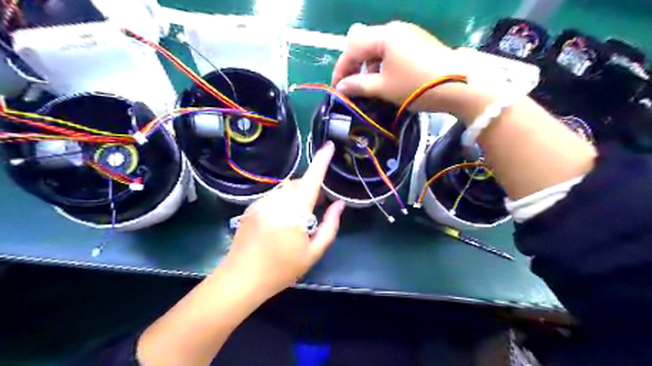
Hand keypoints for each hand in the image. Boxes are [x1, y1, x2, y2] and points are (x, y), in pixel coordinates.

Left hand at [222, 142, 346, 298]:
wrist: (241, 279)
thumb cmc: (281, 270)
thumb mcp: (313, 253)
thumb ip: (330, 226)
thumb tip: (339, 204)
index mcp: (294, 213)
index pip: (311, 181)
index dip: (321, 162)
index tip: (328, 146)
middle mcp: (276, 202)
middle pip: (298, 183)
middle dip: (311, 188)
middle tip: (319, 204)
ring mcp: (261, 203)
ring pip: (286, 189)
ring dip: (297, 195)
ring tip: (299, 216)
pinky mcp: (251, 207)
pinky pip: (274, 196)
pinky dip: (283, 201)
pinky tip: (281, 221)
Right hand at [334, 22, 465, 111]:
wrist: (460, 85)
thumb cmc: (416, 86)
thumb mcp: (384, 88)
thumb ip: (359, 85)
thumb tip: (341, 87)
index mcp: (384, 36)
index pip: (352, 47)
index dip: (341, 69)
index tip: (337, 88)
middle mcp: (394, 29)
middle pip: (364, 45)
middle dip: (355, 67)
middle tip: (353, 87)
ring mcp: (408, 35)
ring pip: (378, 49)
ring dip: (369, 68)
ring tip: (372, 88)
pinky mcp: (417, 44)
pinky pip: (392, 52)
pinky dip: (383, 66)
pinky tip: (388, 81)